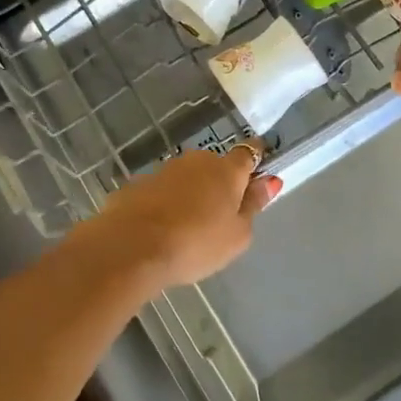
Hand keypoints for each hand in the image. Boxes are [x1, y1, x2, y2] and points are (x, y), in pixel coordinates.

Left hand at [81, 143, 279, 289]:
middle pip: (214, 166)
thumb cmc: (196, 243)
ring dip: (190, 194)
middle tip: (220, 215)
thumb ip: (254, 205)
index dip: (255, 161)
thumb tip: (269, 180)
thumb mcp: (238, 235)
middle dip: (219, 183)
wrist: (131, 247)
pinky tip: (160, 230)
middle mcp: (195, 161)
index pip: (248, 153)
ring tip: (187, 228)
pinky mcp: (136, 185)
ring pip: (185, 179)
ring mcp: (162, 171)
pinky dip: (164, 205)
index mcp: (227, 170)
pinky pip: (160, 193)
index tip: (257, 173)